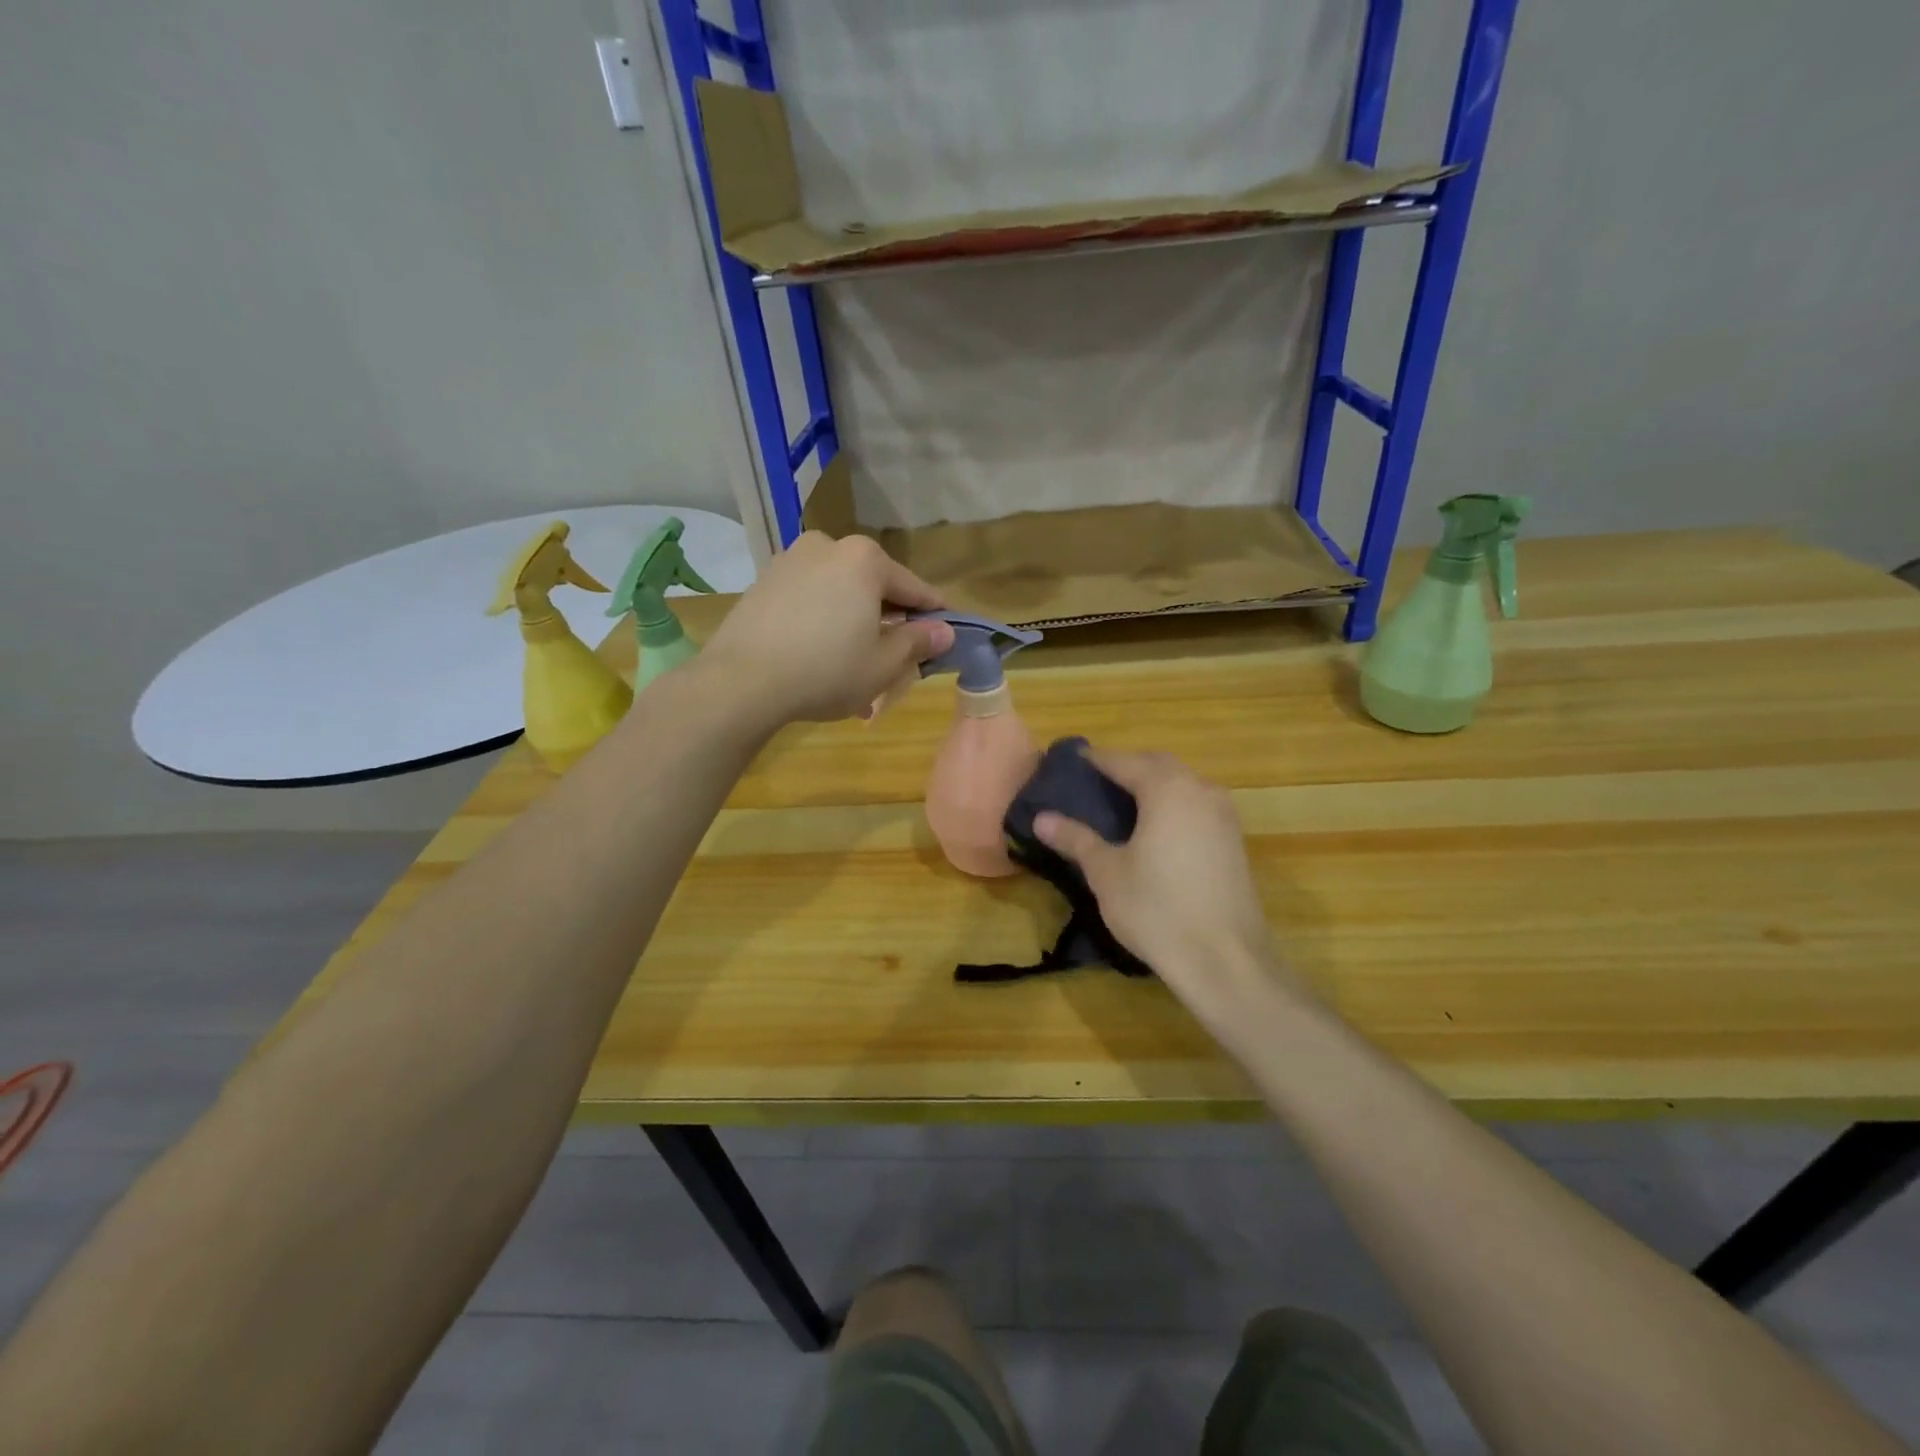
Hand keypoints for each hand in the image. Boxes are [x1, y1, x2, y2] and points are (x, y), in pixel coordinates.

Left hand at [701, 532, 955, 723]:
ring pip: (839, 592)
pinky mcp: (763, 582)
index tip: (948, 630)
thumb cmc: (826, 671)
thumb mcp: (883, 664)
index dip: (934, 613)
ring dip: (854, 622)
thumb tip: (944, 631)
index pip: (914, 588)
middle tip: (898, 655)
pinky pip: (809, 599)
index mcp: (865, 559)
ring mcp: (790, 560)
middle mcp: (828, 546)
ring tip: (856, 663)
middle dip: (888, 619)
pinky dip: (822, 621)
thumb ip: (918, 642)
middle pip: (873, 586)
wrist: (741, 682)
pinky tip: (821, 655)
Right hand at [1035, 750, 1299, 1024]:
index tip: (1073, 760)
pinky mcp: (1234, 842)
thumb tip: (1041, 818)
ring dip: (1153, 785)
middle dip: (1128, 767)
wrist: (1225, 960)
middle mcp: (1200, 791)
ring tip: (1122, 804)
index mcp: (1167, 789)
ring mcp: (1224, 816)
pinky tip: (1155, 830)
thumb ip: (1076, 839)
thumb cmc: (1157, 910)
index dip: (1097, 759)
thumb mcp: (1106, 873)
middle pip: (1158, 765)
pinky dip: (1172, 806)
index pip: (1124, 761)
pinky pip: (1197, 806)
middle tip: (1096, 781)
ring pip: (1183, 784)